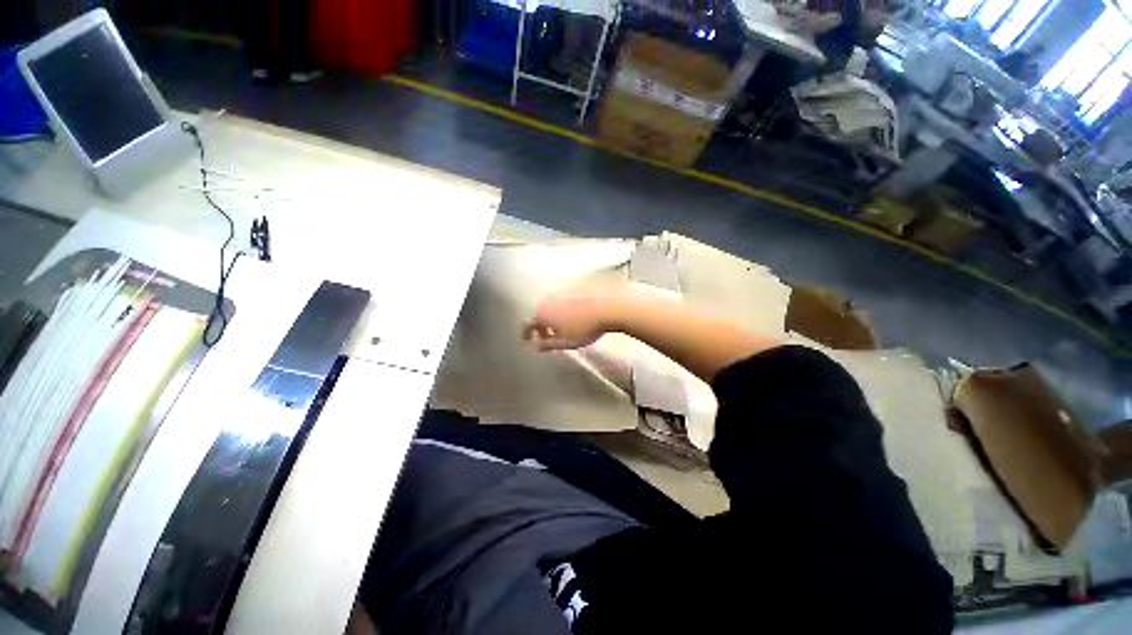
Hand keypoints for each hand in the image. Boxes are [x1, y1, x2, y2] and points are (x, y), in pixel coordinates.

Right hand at [523, 281, 625, 350]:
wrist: (611, 305)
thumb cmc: (587, 326)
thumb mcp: (566, 342)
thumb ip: (547, 344)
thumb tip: (536, 345)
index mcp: (543, 312)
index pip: (527, 324)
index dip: (526, 334)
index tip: (527, 340)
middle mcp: (549, 298)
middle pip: (540, 313)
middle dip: (543, 325)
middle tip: (549, 337)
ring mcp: (563, 289)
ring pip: (554, 304)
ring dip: (556, 316)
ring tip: (567, 327)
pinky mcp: (576, 284)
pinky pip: (566, 298)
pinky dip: (567, 307)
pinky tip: (579, 315)